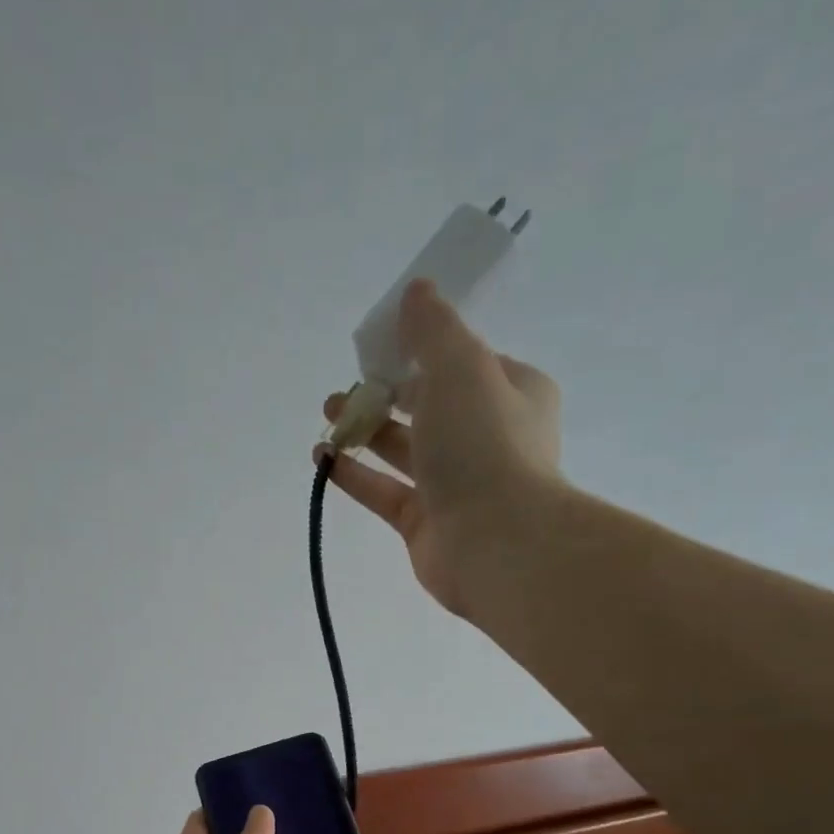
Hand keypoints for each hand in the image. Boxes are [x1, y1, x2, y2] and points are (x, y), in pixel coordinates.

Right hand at [318, 279, 564, 618]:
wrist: (496, 543)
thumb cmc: (484, 445)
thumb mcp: (461, 367)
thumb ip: (432, 330)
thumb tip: (416, 291)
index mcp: (511, 392)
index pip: (462, 363)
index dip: (420, 351)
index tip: (379, 346)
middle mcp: (485, 437)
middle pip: (427, 406)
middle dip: (384, 393)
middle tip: (345, 389)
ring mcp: (454, 484)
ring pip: (403, 450)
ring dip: (365, 430)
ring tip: (328, 416)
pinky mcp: (423, 523)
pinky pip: (383, 491)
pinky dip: (354, 474)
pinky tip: (323, 459)